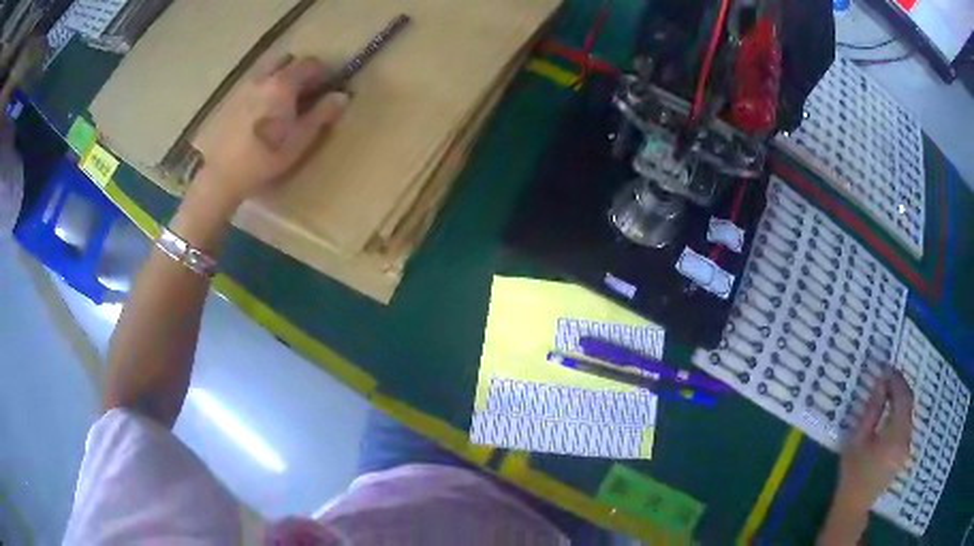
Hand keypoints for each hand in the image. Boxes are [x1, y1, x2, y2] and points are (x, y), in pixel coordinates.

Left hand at [193, 55, 348, 204]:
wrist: (221, 174)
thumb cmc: (265, 157)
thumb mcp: (300, 139)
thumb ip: (322, 114)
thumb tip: (342, 96)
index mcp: (283, 84)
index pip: (309, 63)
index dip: (323, 70)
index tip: (330, 82)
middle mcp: (263, 79)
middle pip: (285, 61)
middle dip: (298, 69)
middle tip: (305, 88)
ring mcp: (243, 88)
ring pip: (266, 72)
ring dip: (278, 78)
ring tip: (283, 101)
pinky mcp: (229, 102)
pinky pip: (252, 86)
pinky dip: (262, 90)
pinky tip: (261, 113)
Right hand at [836, 370, 914, 510]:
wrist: (853, 505)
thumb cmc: (852, 473)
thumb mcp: (858, 439)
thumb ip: (872, 409)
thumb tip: (881, 382)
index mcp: (895, 436)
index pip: (902, 398)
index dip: (896, 380)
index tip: (886, 368)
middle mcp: (906, 438)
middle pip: (909, 403)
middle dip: (900, 386)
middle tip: (887, 376)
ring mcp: (907, 445)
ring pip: (909, 412)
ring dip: (901, 398)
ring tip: (888, 390)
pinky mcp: (905, 450)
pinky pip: (907, 422)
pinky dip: (901, 410)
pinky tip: (892, 409)